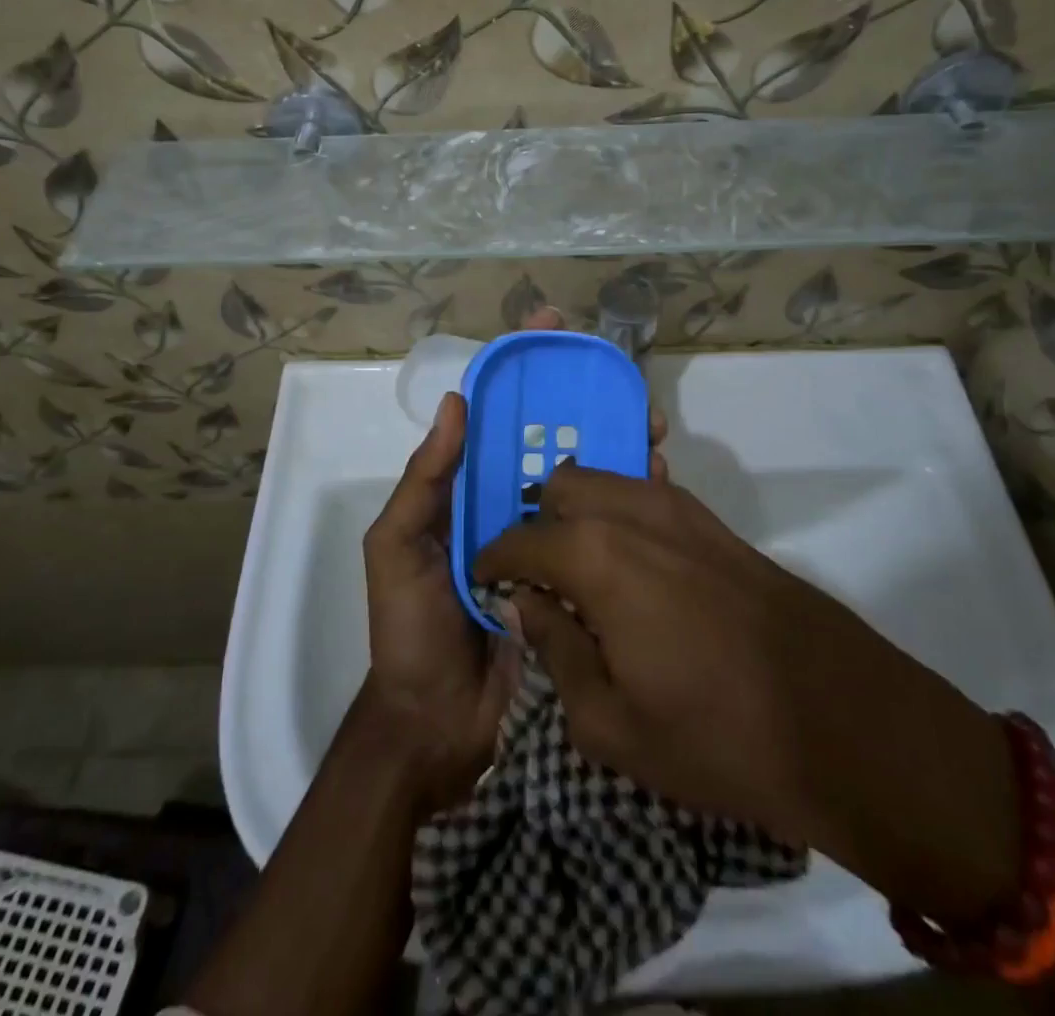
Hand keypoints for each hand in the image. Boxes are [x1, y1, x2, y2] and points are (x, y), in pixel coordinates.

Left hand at [360, 309, 666, 810]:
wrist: (440, 725)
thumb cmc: (410, 630)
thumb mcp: (397, 547)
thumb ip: (424, 481)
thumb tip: (456, 402)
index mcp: (466, 491)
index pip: (495, 417)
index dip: (520, 371)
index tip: (550, 329)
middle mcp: (509, 506)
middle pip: (549, 440)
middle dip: (584, 405)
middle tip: (624, 384)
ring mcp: (546, 543)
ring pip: (583, 480)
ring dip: (615, 447)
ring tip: (650, 426)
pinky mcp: (576, 580)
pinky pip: (602, 532)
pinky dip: (627, 504)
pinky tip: (657, 484)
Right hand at [473, 463, 1021, 923]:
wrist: (845, 723)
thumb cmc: (716, 736)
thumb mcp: (610, 723)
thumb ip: (556, 650)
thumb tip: (527, 604)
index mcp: (595, 555)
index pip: (519, 539)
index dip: (493, 561)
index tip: (486, 584)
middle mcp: (633, 512)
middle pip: (562, 486)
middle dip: (538, 522)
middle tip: (540, 577)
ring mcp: (681, 509)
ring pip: (607, 481)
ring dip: (582, 513)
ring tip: (584, 572)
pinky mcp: (716, 523)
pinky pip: (649, 496)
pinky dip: (624, 514)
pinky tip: (634, 567)